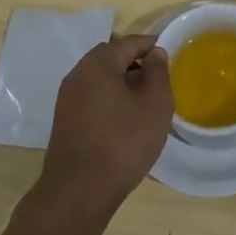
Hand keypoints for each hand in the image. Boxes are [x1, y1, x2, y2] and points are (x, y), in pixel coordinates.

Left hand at [35, 34, 173, 225]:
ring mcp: (67, 98)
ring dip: (123, 83)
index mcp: (98, 64)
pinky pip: (92, 97)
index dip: (152, 45)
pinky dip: (110, 99)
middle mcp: (78, 74)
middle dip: (136, 64)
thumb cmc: (123, 142)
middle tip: (160, 80)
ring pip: (101, 79)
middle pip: (112, 58)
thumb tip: (155, 53)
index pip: (129, 42)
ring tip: (145, 102)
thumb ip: (158, 72)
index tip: (171, 55)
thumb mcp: (155, 105)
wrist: (79, 192)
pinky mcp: (64, 120)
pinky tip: (125, 120)